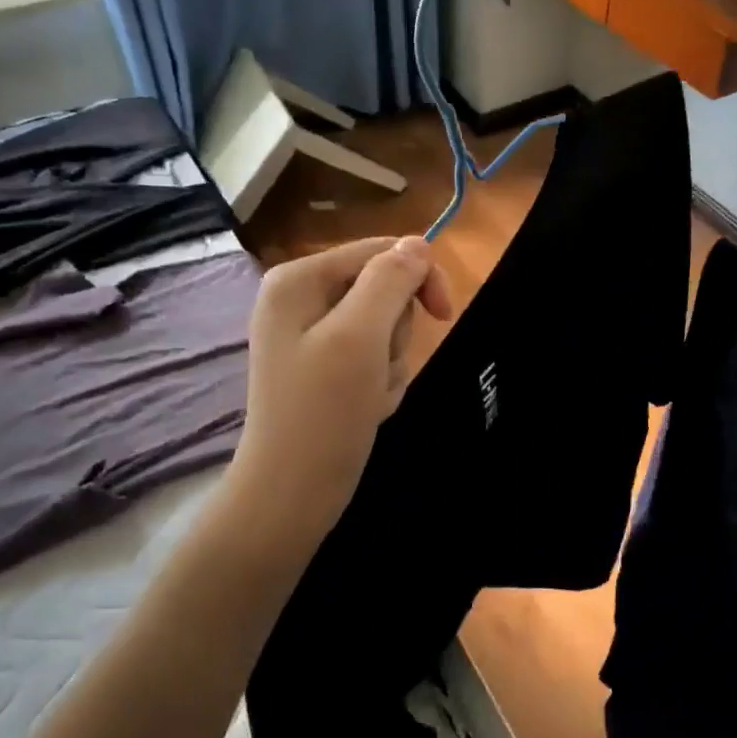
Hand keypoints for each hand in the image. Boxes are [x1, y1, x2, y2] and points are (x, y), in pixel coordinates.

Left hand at [226, 236, 453, 548]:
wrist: (292, 494)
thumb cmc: (323, 412)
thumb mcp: (360, 337)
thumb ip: (390, 281)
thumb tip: (418, 243)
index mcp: (298, 279)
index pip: (379, 252)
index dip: (418, 277)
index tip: (444, 315)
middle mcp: (300, 300)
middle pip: (383, 290)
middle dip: (395, 333)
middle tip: (377, 370)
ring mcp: (311, 337)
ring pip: (384, 329)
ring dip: (390, 364)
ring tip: (369, 396)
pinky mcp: (324, 369)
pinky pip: (373, 358)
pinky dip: (380, 383)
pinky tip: (365, 409)